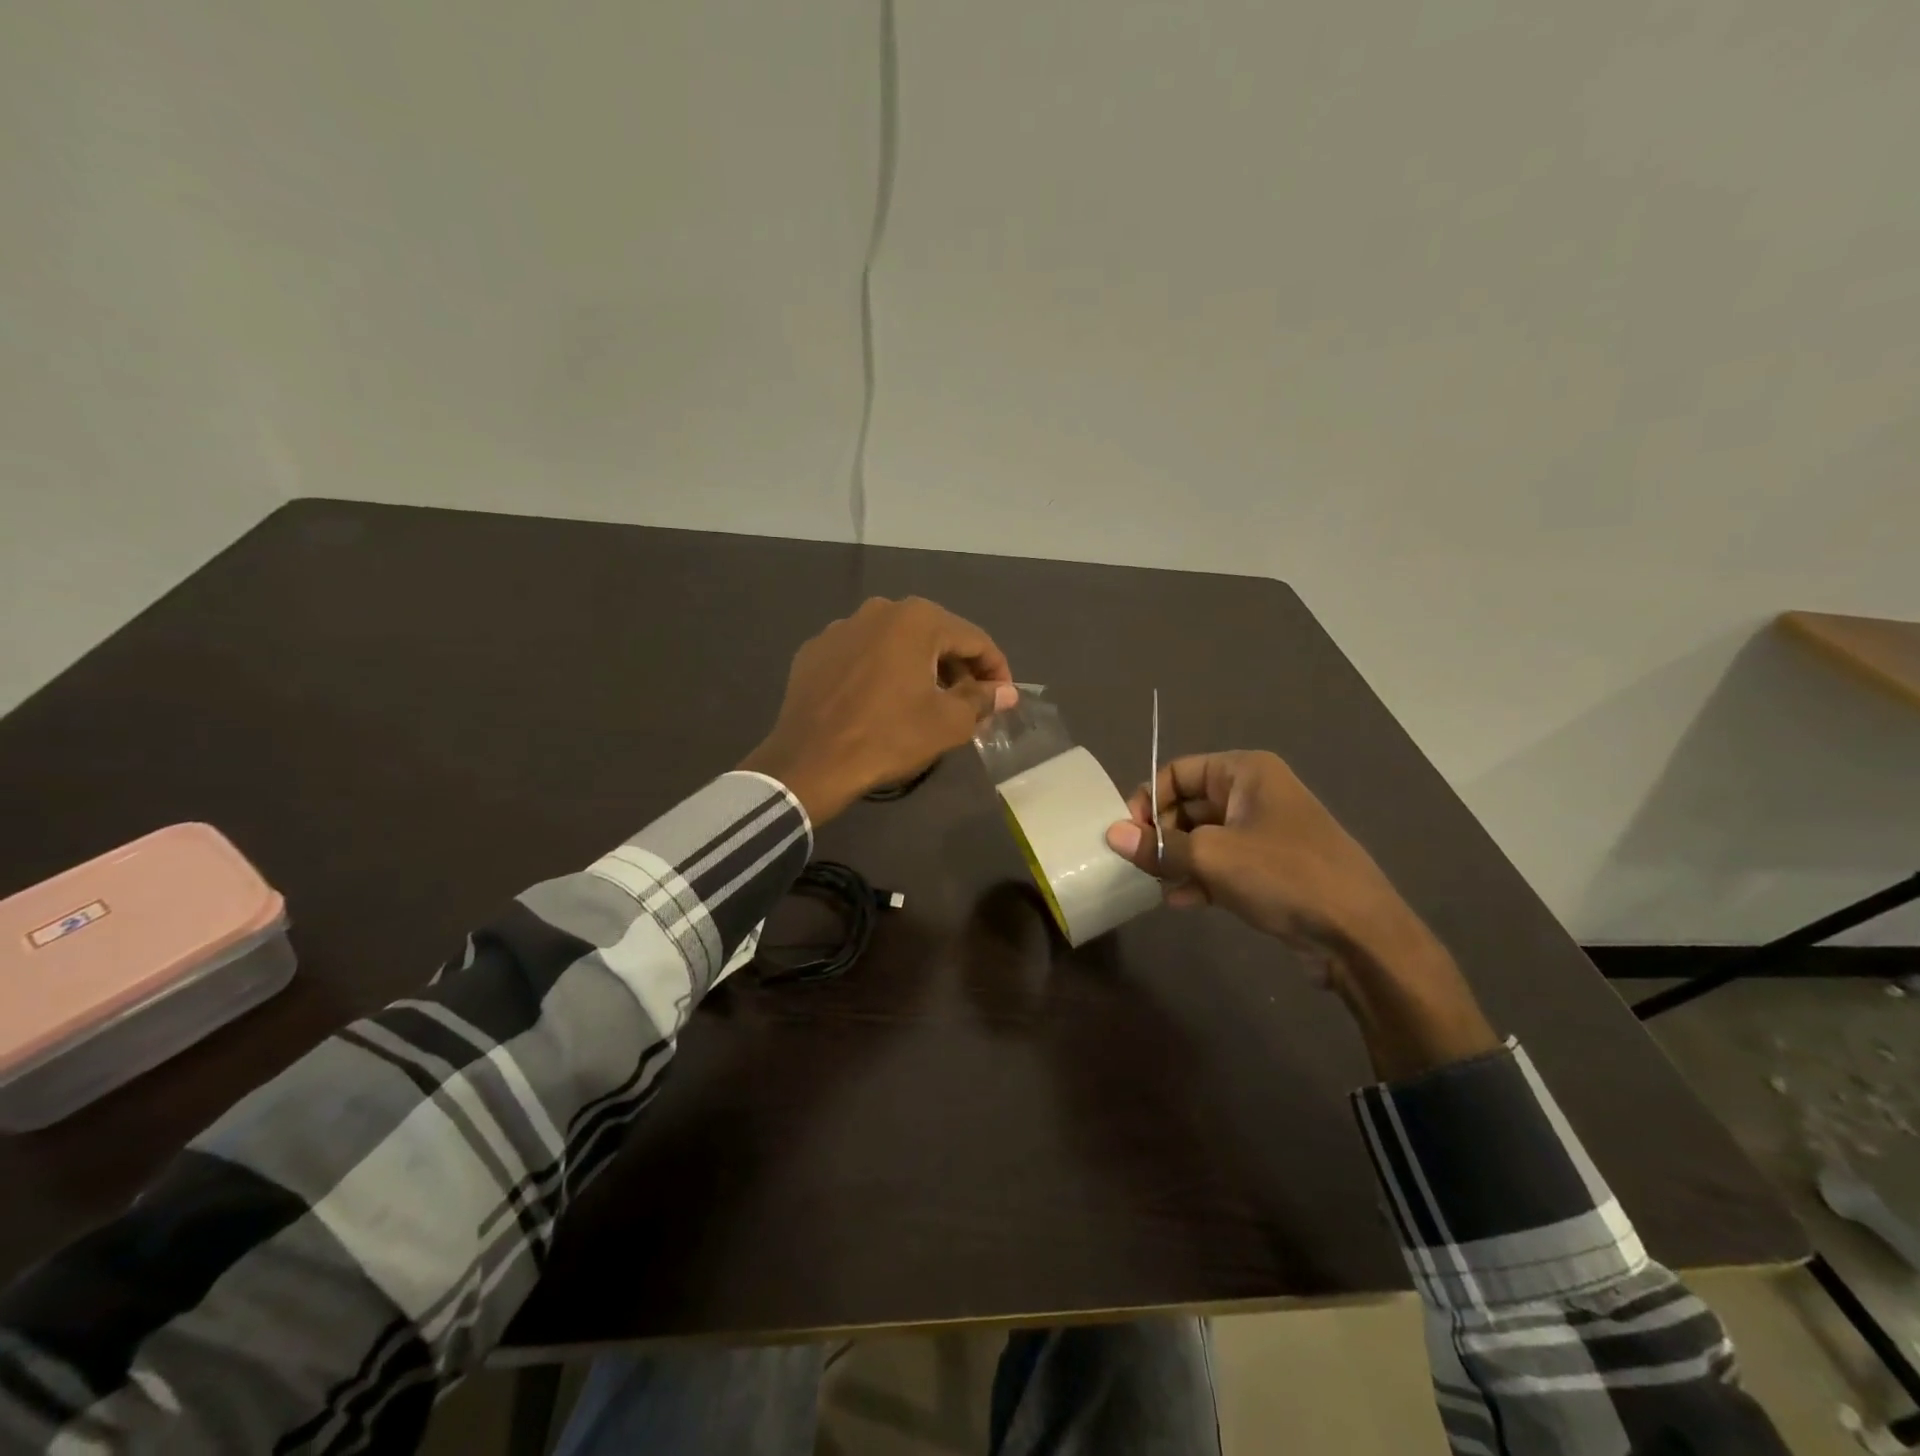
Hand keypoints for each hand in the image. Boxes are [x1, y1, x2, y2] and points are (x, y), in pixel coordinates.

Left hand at [740, 597, 1016, 824]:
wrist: (810, 763)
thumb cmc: (889, 737)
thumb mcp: (949, 723)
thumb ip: (983, 699)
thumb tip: (1005, 692)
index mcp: (917, 619)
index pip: (974, 639)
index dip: (996, 670)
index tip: (1003, 698)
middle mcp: (879, 610)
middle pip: (935, 636)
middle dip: (957, 668)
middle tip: (969, 703)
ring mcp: (841, 627)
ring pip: (896, 644)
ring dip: (919, 668)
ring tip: (927, 703)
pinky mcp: (815, 650)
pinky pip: (863, 656)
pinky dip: (881, 672)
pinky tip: (882, 702)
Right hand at [1105, 750, 1497, 1080]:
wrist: (1360, 934)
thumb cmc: (1283, 875)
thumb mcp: (1212, 857)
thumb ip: (1158, 846)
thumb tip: (1111, 834)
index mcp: (1245, 772)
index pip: (1177, 772)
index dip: (1148, 799)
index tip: (1129, 835)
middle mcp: (1254, 794)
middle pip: (1188, 804)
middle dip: (1161, 834)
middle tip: (1140, 864)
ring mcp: (1264, 832)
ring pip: (1203, 837)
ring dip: (1177, 859)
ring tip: (1155, 884)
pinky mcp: (1271, 868)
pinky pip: (1223, 864)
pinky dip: (1200, 878)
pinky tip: (1181, 902)